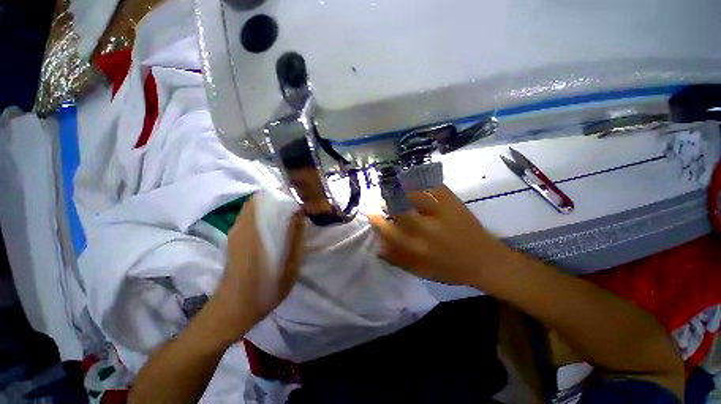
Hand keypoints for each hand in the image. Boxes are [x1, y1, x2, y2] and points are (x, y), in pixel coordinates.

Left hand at [210, 195, 305, 342]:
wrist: (234, 309)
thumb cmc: (266, 288)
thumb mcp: (289, 264)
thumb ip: (294, 236)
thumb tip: (299, 212)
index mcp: (254, 229)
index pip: (263, 198)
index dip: (280, 193)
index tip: (296, 198)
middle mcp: (242, 226)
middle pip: (257, 200)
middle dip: (277, 198)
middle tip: (295, 207)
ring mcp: (235, 232)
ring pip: (252, 208)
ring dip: (270, 207)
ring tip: (288, 216)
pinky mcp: (234, 239)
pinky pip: (249, 218)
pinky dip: (263, 216)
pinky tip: (275, 228)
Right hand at [368, 186, 512, 286]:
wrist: (485, 261)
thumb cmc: (451, 269)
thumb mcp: (422, 272)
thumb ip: (398, 260)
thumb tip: (378, 248)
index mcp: (418, 247)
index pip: (388, 230)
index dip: (376, 219)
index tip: (370, 212)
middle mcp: (426, 229)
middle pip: (399, 208)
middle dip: (386, 201)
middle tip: (383, 199)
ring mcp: (441, 213)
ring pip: (414, 194)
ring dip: (401, 190)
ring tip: (396, 189)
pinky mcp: (453, 202)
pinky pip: (434, 187)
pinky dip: (422, 182)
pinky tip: (415, 182)